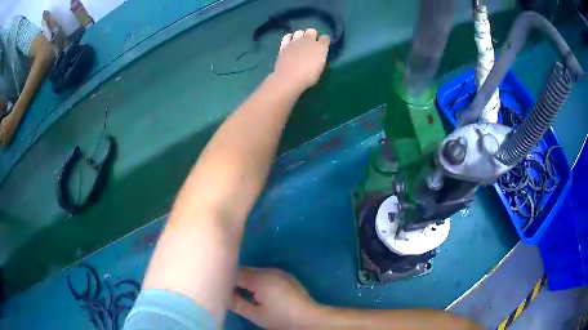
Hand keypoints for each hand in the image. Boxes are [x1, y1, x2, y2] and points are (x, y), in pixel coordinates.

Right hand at [231, 267, 320, 328]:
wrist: (309, 318)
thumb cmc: (281, 319)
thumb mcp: (256, 315)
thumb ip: (236, 304)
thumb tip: (222, 295)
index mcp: (260, 279)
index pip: (235, 273)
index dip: (225, 280)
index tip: (218, 287)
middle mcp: (269, 271)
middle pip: (244, 270)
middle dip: (234, 279)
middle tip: (227, 291)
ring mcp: (278, 272)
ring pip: (254, 271)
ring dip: (245, 279)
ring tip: (240, 292)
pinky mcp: (285, 275)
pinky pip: (264, 274)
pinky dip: (256, 280)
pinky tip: (256, 292)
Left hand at [272, 28, 329, 92]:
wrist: (289, 78)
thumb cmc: (308, 77)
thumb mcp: (320, 69)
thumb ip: (320, 59)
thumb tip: (319, 56)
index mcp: (321, 47)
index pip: (326, 38)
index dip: (325, 42)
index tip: (323, 47)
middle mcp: (309, 40)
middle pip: (312, 31)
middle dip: (312, 35)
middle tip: (311, 44)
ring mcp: (295, 41)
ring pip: (300, 31)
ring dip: (301, 35)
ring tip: (300, 43)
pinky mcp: (284, 44)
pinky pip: (288, 36)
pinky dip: (290, 38)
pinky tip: (290, 42)